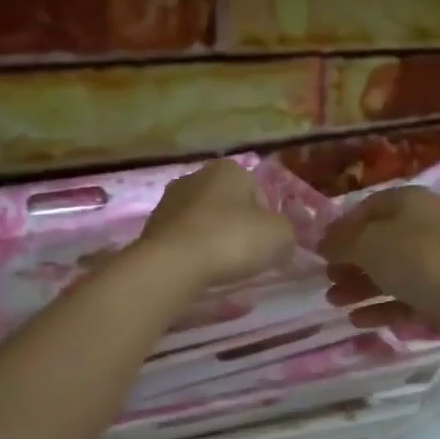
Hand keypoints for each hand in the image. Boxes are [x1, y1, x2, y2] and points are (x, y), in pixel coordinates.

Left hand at [138, 160, 296, 289]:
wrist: (173, 263)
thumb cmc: (232, 240)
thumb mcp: (280, 236)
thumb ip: (287, 233)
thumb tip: (281, 240)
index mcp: (229, 169)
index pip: (258, 192)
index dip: (267, 220)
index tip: (267, 245)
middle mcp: (196, 176)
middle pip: (229, 205)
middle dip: (238, 227)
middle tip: (247, 257)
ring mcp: (169, 200)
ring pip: (204, 221)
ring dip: (213, 239)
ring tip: (221, 267)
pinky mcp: (151, 227)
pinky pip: (183, 239)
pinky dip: (193, 251)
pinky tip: (198, 270)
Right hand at [319, 187, 439, 345]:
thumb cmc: (419, 258)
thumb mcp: (370, 242)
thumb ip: (342, 242)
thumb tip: (324, 243)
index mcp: (408, 203)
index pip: (367, 208)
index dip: (341, 228)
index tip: (319, 250)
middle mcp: (422, 229)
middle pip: (378, 243)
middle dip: (349, 261)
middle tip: (325, 279)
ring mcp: (435, 264)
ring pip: (390, 273)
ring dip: (359, 287)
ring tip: (333, 302)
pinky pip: (404, 300)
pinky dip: (380, 308)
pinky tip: (357, 321)